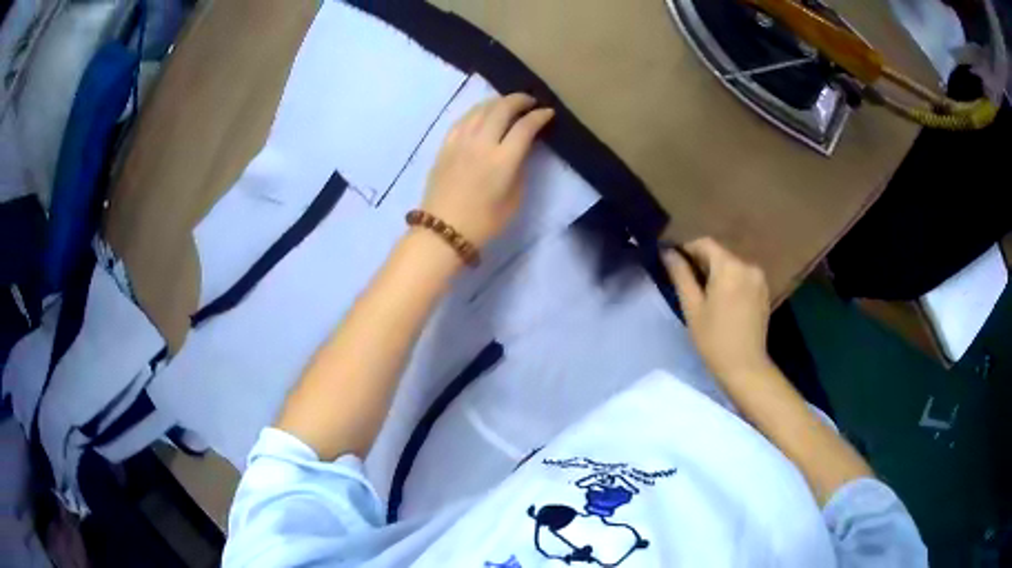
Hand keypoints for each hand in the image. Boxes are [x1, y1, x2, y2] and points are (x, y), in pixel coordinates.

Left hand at [421, 94, 554, 247]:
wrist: (444, 231)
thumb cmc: (484, 222)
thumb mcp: (514, 199)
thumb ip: (520, 168)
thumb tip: (521, 149)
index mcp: (503, 160)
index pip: (525, 126)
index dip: (539, 116)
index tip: (548, 113)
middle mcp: (481, 143)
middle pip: (502, 108)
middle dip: (519, 100)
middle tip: (530, 101)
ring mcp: (460, 142)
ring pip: (480, 109)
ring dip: (497, 101)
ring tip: (507, 104)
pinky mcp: (445, 145)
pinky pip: (463, 119)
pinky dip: (476, 111)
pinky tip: (482, 113)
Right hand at [664, 238, 773, 382]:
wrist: (745, 367)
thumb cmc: (714, 339)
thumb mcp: (692, 307)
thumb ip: (680, 275)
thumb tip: (668, 252)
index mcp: (729, 266)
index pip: (705, 243)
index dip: (687, 249)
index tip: (674, 264)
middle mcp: (747, 265)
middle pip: (720, 253)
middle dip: (701, 262)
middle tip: (685, 281)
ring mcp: (759, 278)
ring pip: (731, 265)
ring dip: (716, 272)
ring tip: (703, 293)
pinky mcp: (764, 291)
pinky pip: (742, 276)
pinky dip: (730, 281)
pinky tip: (722, 300)